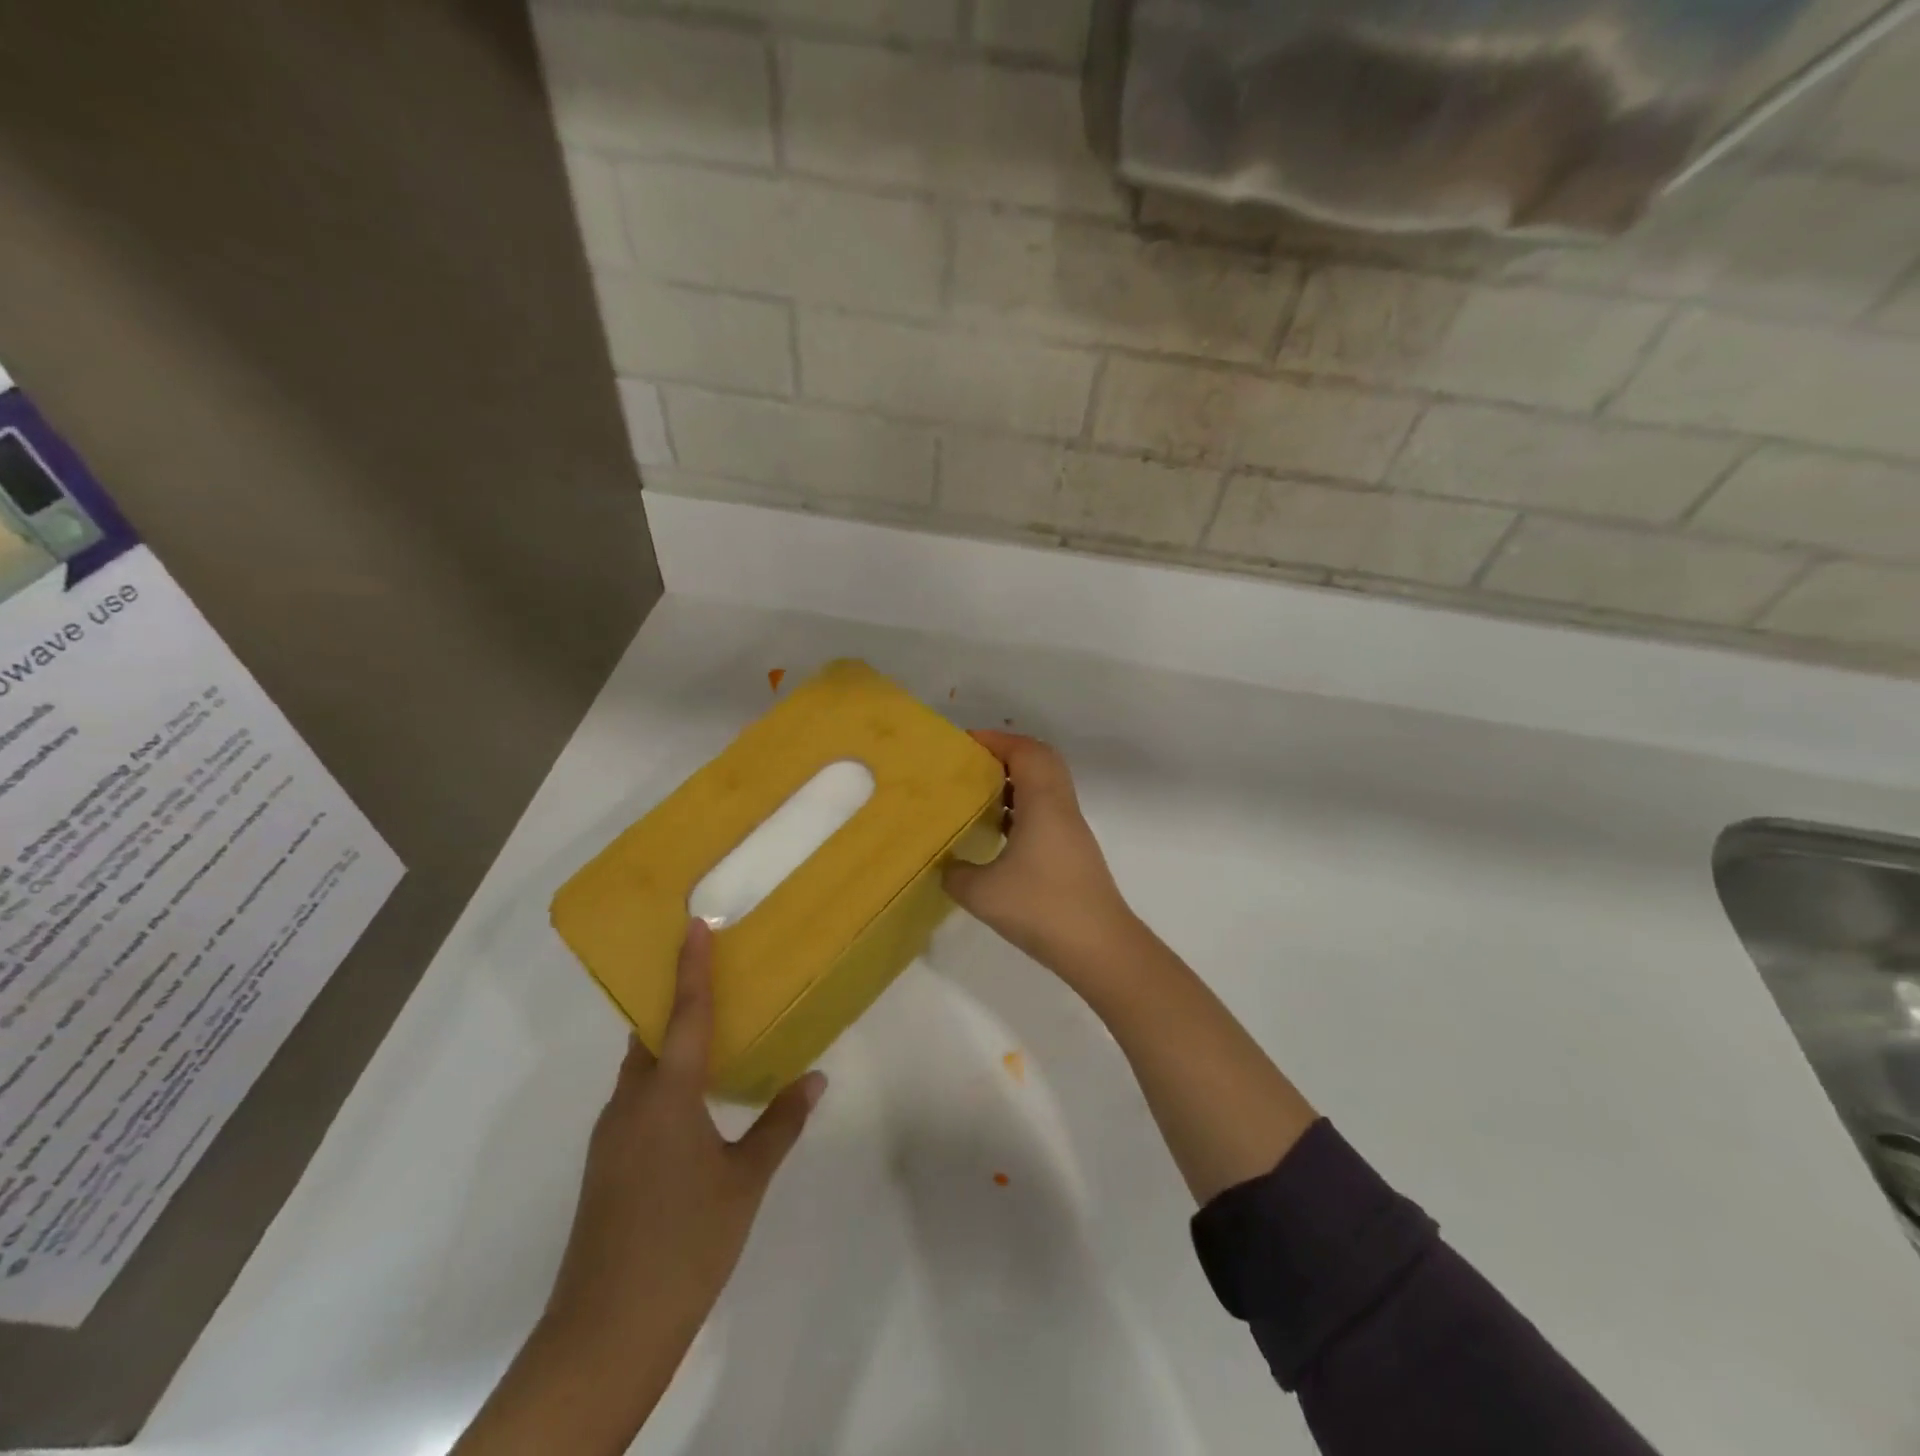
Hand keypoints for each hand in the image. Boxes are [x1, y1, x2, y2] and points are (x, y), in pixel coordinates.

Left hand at [546, 918, 824, 1351]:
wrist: (606, 1333)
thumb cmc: (685, 1244)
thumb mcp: (745, 1181)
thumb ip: (780, 1124)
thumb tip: (815, 1079)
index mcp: (666, 1096)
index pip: (685, 1015)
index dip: (692, 967)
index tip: (696, 925)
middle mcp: (630, 1103)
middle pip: (652, 1035)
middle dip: (677, 1002)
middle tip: (714, 976)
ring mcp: (611, 1135)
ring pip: (641, 1068)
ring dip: (670, 1043)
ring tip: (712, 1035)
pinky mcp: (606, 1164)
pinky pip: (636, 1098)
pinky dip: (663, 1080)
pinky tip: (692, 1103)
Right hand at [944, 731, 1136, 979]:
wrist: (1099, 947)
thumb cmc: (1041, 908)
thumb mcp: (982, 893)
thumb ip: (955, 873)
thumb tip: (946, 866)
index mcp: (1044, 803)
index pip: (1025, 751)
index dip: (996, 740)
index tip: (964, 744)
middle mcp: (1062, 808)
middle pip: (1041, 761)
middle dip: (1006, 755)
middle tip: (972, 765)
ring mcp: (1071, 831)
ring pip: (1046, 787)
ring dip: (1015, 783)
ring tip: (979, 795)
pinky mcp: (1073, 852)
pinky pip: (1046, 812)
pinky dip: (1023, 809)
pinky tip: (998, 833)